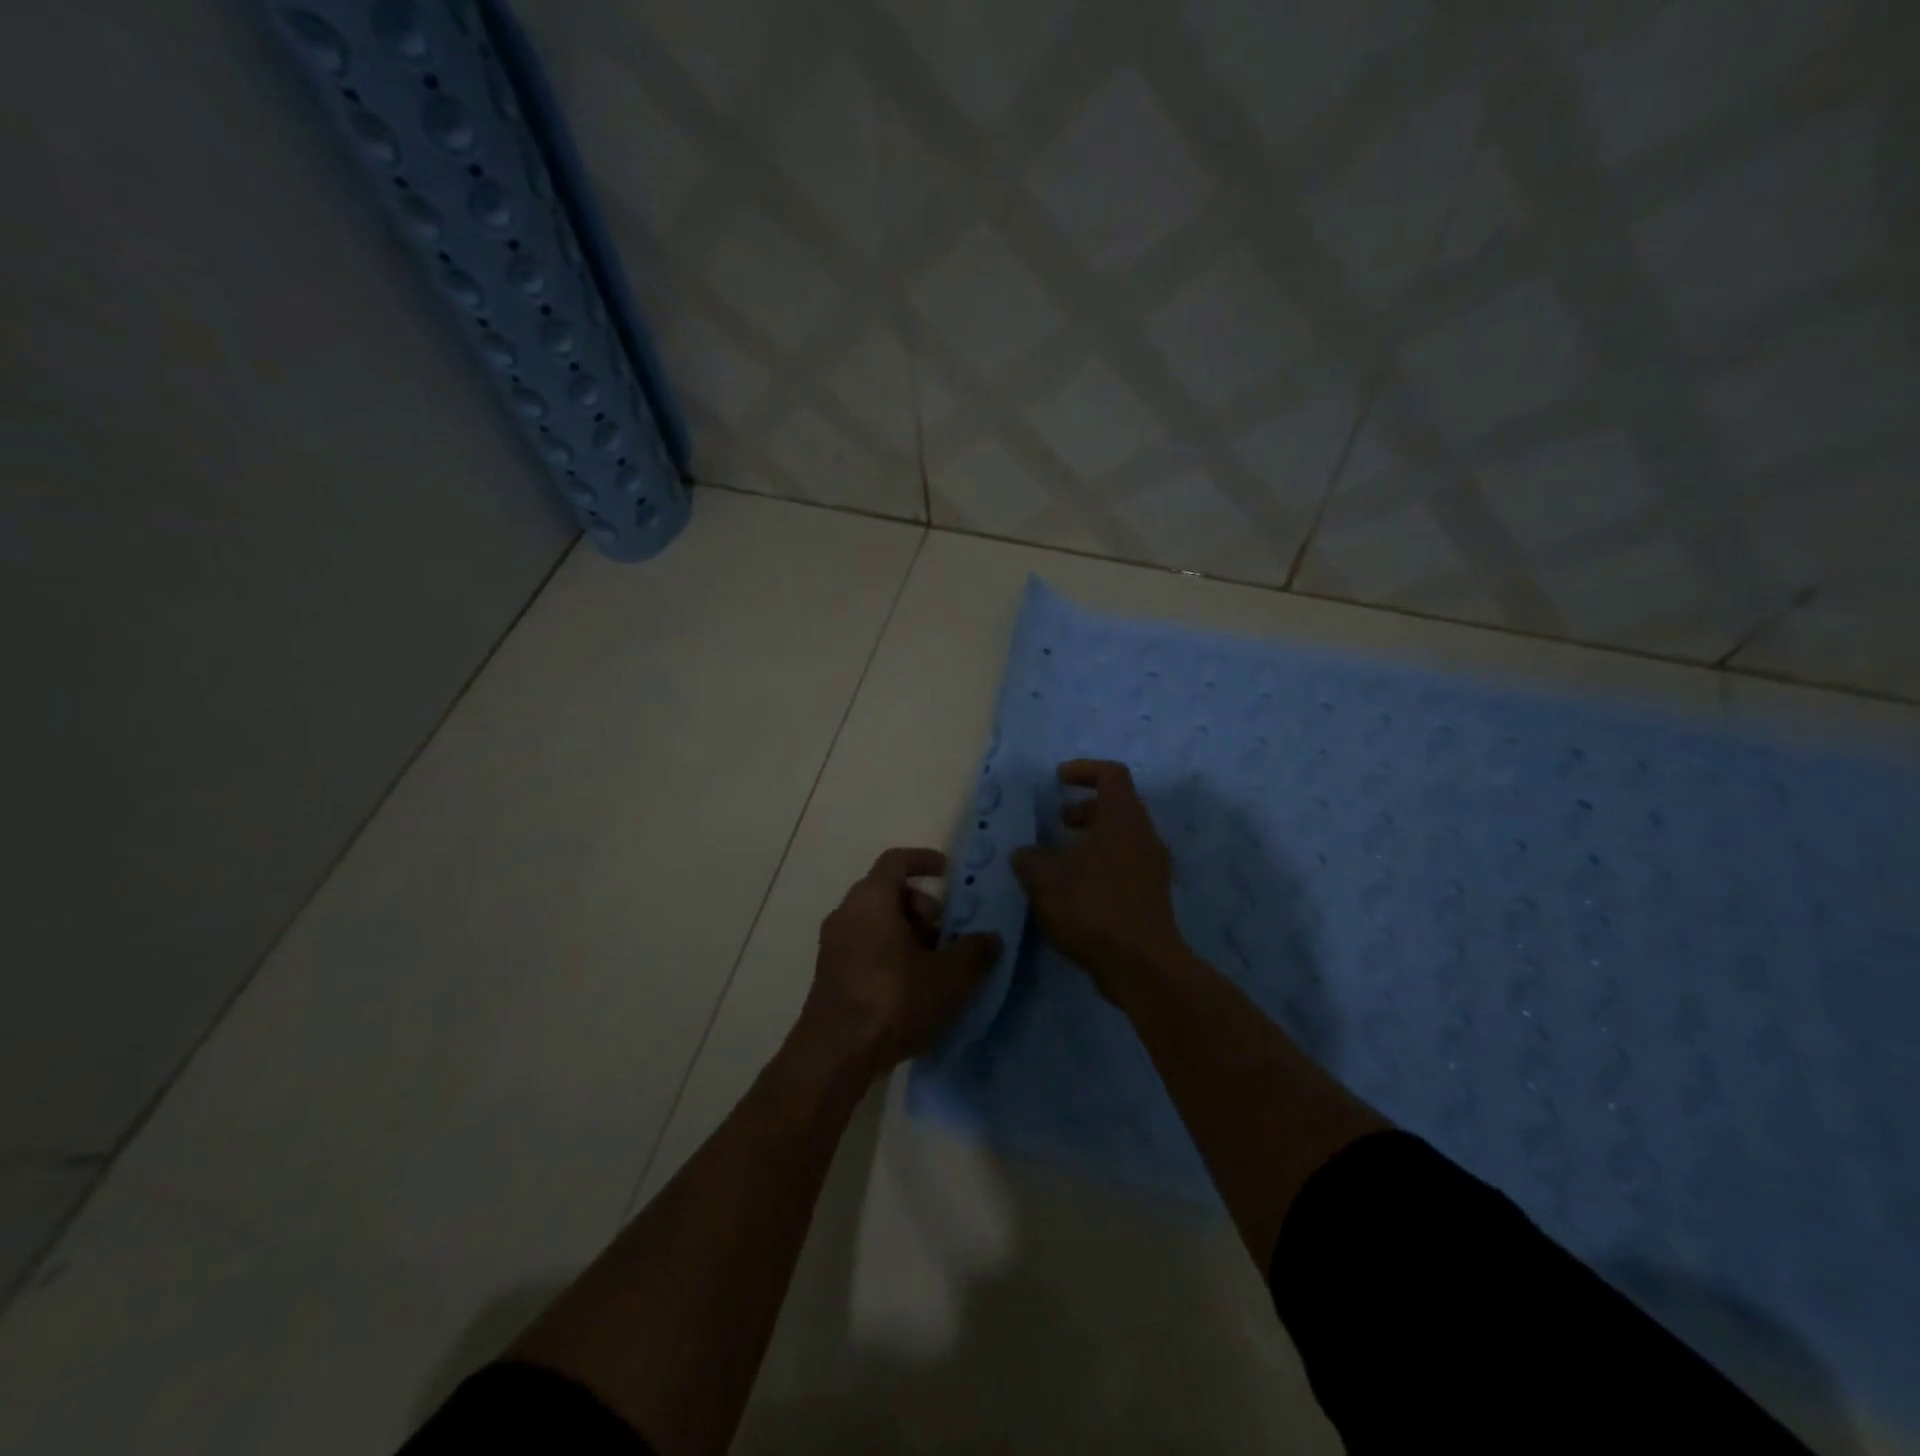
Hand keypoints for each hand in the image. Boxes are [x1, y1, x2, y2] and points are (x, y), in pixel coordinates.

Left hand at [798, 847, 1001, 1076]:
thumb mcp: (950, 976)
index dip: (924, 861)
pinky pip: (865, 947)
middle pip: (888, 892)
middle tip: (948, 933)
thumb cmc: (894, 999)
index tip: (949, 874)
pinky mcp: (830, 974)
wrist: (836, 1053)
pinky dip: (890, 953)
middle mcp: (847, 912)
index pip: (897, 860)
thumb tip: (990, 938)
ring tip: (936, 966)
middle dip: (923, 907)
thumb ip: (975, 951)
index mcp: (872, 898)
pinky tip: (913, 988)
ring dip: (908, 934)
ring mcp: (833, 945)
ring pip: (877, 922)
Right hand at [1011, 760, 1189, 999]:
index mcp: (1123, 820)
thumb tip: (1023, 853)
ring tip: (1061, 858)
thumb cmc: (1093, 910)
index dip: (1084, 770)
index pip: (1112, 775)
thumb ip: (1031, 861)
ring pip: (1123, 835)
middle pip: (1119, 804)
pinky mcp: (1153, 893)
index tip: (1058, 779)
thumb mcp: (1047, 882)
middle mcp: (1144, 835)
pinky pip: (1127, 861)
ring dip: (1092, 837)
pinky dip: (1102, 860)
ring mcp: (1153, 866)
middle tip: (1059, 821)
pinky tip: (1076, 887)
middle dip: (1086, 807)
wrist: (1142, 965)